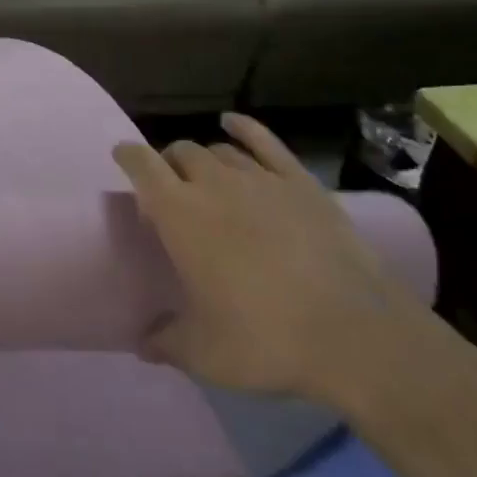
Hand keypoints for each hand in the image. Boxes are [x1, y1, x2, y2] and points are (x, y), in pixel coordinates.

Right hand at [114, 112, 418, 400]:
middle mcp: (214, 184)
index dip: (128, 156)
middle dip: (169, 165)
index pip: (142, 165)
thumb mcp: (204, 354)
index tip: (122, 157)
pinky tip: (233, 122)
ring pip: (219, 150)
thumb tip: (141, 343)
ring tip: (206, 178)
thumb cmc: (265, 340)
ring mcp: (260, 178)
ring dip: (204, 159)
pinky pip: (264, 141)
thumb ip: (166, 342)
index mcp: (180, 214)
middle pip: (180, 152)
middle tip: (172, 193)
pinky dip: (244, 128)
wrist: (354, 334)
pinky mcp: (299, 182)